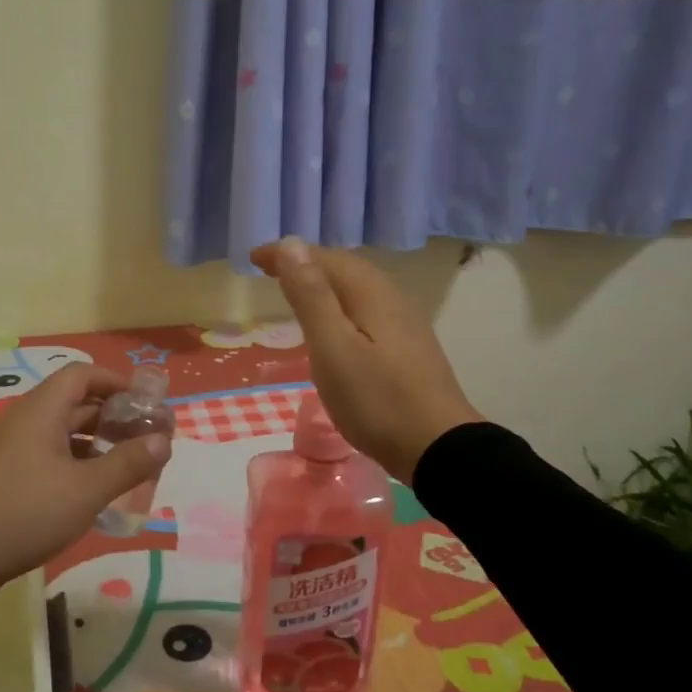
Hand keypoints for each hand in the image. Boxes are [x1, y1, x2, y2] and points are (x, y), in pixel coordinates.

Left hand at [0, 363, 171, 595]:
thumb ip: (127, 464)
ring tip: (124, 467)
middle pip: (73, 403)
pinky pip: (44, 456)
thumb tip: (163, 440)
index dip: (115, 382)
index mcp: (41, 411)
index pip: (82, 375)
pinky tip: (88, 492)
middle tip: (143, 440)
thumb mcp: (85, 490)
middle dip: (111, 417)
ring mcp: (9, 449)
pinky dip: (72, 463)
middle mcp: (24, 421)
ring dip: (93, 443)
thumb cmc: (25, 511)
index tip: (144, 404)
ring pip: (59, 433)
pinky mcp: (1, 476)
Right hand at [250, 237, 480, 481]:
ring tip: (297, 292)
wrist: (438, 447)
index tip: (253, 257)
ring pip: (357, 288)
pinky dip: (340, 304)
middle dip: (306, 264)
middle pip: (344, 268)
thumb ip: (311, 296)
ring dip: (324, 283)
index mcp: (370, 293)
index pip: (324, 258)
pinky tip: (335, 325)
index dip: (287, 254)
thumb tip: (292, 244)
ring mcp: (404, 322)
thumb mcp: (332, 347)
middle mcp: (391, 297)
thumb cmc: (376, 399)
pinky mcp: (408, 347)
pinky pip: (366, 308)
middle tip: (270, 271)